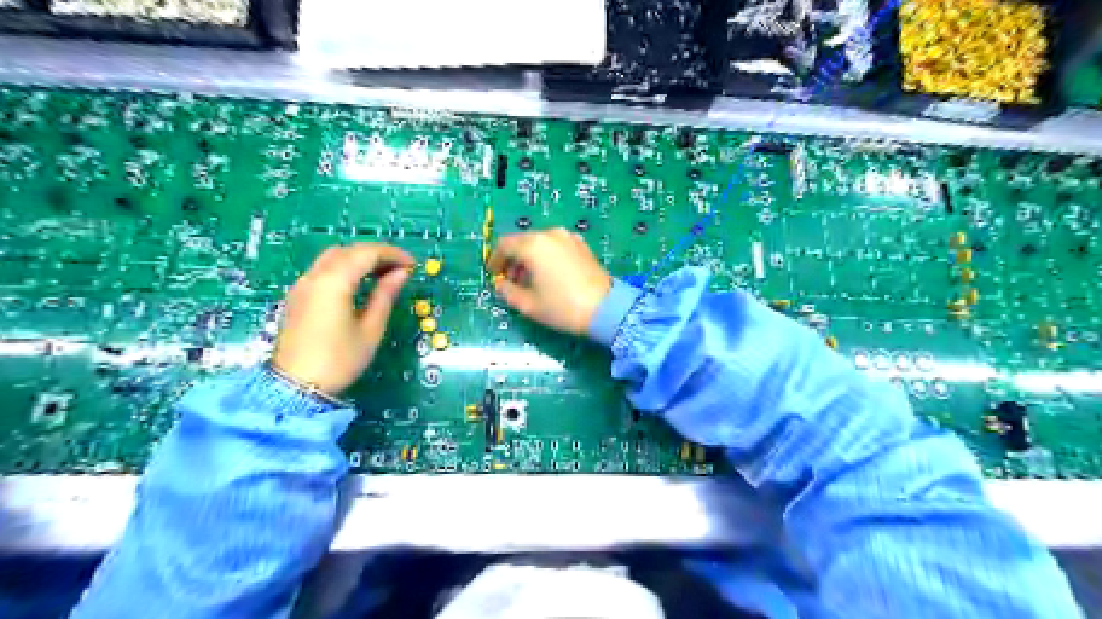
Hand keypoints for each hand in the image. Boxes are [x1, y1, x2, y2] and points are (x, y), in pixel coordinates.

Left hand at [273, 242, 416, 392]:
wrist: (296, 387)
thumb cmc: (340, 360)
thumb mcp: (371, 329)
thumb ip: (385, 295)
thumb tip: (402, 273)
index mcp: (334, 282)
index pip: (366, 253)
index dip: (393, 254)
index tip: (413, 265)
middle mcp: (315, 276)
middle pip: (348, 250)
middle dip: (377, 254)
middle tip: (401, 268)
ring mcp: (302, 285)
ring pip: (333, 257)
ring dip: (360, 259)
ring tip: (383, 274)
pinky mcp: (297, 296)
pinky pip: (324, 270)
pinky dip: (345, 268)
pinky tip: (360, 283)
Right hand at [489, 228, 611, 335]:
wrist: (606, 309)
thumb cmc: (562, 307)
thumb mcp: (528, 305)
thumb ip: (508, 292)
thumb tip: (501, 284)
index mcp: (533, 245)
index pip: (504, 245)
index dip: (495, 260)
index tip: (493, 275)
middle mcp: (550, 234)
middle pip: (522, 241)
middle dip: (512, 259)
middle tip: (511, 281)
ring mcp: (568, 237)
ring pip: (539, 243)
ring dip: (529, 258)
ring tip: (529, 281)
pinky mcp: (581, 245)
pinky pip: (555, 246)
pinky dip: (546, 256)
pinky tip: (548, 275)